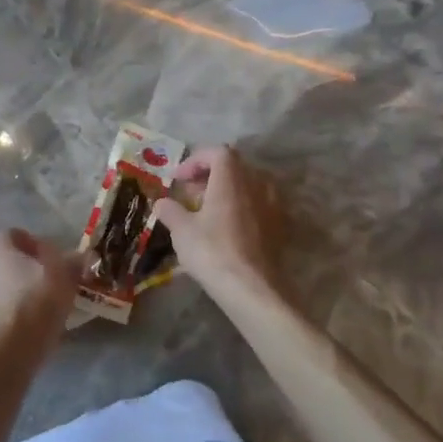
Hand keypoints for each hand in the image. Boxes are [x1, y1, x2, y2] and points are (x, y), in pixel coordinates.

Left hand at [0, 229, 83, 346]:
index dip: (32, 242)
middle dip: (16, 265)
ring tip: (34, 299)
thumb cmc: (41, 294)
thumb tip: (80, 258)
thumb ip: (72, 261)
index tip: (49, 256)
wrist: (20, 339)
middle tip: (40, 276)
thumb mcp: (66, 272)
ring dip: (10, 288)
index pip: (12, 234)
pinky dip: (9, 309)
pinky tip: (28, 318)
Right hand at [153, 146, 281, 299]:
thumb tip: (162, 203)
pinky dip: (242, 207)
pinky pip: (259, 205)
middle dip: (210, 175)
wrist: (253, 289)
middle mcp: (256, 184)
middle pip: (234, 167)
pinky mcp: (280, 226)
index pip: (218, 152)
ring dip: (228, 191)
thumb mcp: (181, 230)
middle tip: (191, 194)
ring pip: (249, 185)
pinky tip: (228, 229)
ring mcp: (272, 205)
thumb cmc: (213, 252)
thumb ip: (170, 211)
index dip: (196, 160)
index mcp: (231, 179)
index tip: (180, 180)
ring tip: (209, 211)